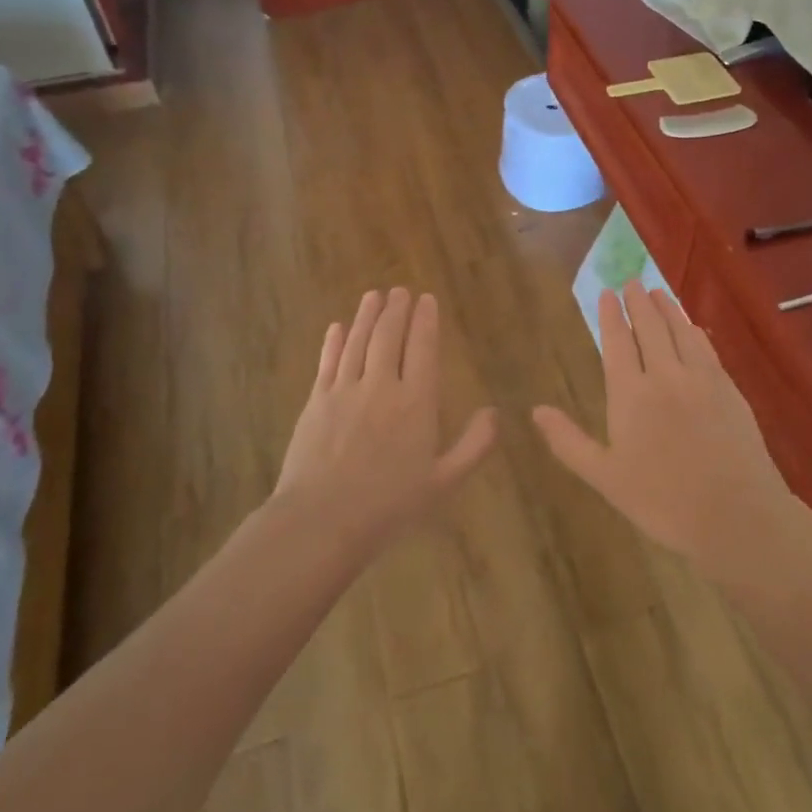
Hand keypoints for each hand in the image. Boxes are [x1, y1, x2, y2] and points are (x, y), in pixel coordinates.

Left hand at [274, 288, 495, 548]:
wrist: (322, 520)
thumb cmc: (390, 505)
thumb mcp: (444, 482)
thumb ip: (474, 445)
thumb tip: (495, 413)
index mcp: (416, 402)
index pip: (422, 348)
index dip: (426, 321)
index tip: (427, 299)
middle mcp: (381, 386)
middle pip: (388, 337)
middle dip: (396, 310)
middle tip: (400, 290)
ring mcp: (344, 391)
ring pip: (357, 342)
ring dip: (366, 316)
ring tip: (373, 295)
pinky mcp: (316, 402)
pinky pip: (327, 362)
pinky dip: (333, 342)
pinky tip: (337, 328)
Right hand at [533, 282, 805, 576]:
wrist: (735, 515)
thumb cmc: (662, 502)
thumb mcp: (605, 477)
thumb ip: (568, 441)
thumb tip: (536, 410)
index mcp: (630, 395)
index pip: (617, 343)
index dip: (611, 316)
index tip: (607, 293)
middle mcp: (665, 376)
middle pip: (650, 328)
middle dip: (639, 303)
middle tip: (632, 282)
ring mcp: (701, 379)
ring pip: (680, 332)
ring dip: (668, 309)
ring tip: (658, 292)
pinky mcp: (729, 389)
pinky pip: (707, 349)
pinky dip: (694, 331)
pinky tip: (692, 327)